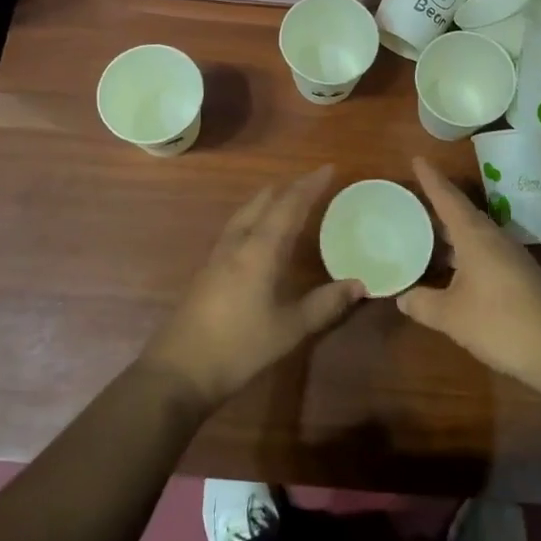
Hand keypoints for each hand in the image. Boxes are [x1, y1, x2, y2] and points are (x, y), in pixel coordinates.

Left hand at [140, 165, 363, 412]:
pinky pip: (236, 227)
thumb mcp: (290, 329)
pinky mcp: (208, 270)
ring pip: (246, 212)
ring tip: (286, 197)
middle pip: (264, 202)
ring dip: (268, 199)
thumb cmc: (239, 347)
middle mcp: (238, 243)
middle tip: (312, 183)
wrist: (179, 370)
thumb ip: (325, 304)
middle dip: (289, 188)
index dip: (309, 186)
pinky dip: (254, 216)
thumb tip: (360, 284)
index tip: (328, 169)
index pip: (288, 206)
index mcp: (260, 250)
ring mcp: (218, 255)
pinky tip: (257, 231)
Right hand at [397, 157, 540, 395]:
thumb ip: (423, 304)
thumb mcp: (452, 316)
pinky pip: (483, 253)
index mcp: (475, 235)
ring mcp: (509, 257)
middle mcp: (493, 238)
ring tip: (424, 233)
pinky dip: (462, 254)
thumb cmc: (500, 322)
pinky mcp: (519, 277)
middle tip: (411, 201)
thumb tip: (401, 296)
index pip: (448, 198)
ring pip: (473, 235)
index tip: (417, 158)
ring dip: (449, 233)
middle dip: (437, 206)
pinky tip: (451, 270)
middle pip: (461, 214)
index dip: (431, 179)